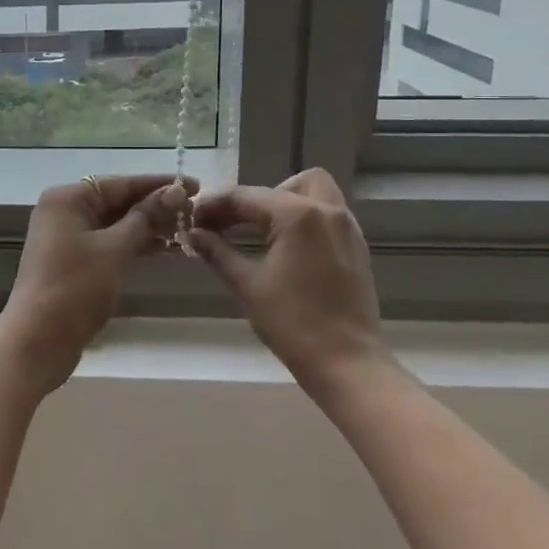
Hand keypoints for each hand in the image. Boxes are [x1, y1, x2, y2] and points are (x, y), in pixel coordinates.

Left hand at [0, 174, 193, 392]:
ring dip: (147, 226)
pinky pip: (109, 243)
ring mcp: (66, 238)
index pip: (120, 183)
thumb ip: (145, 218)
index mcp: (67, 199)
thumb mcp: (115, 249)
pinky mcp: (73, 263)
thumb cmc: (75, 288)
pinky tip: (163, 248)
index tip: (194, 185)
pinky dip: (133, 244)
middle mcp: (64, 212)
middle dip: (154, 206)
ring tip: (186, 229)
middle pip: (116, 201)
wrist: (38, 341)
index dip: (158, 184)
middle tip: (195, 211)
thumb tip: (176, 191)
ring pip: (114, 224)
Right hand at [187, 168, 387, 396]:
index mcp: (298, 215)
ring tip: (258, 232)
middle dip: (256, 198)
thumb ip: (218, 252)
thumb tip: (193, 234)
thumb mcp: (247, 285)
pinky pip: (327, 215)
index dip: (215, 205)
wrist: (347, 364)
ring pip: (314, 193)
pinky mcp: (356, 247)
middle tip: (230, 224)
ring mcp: (347, 228)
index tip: (192, 218)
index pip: (246, 196)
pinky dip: (303, 219)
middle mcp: (327, 210)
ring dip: (283, 203)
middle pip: (287, 184)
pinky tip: (283, 247)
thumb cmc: (293, 323)